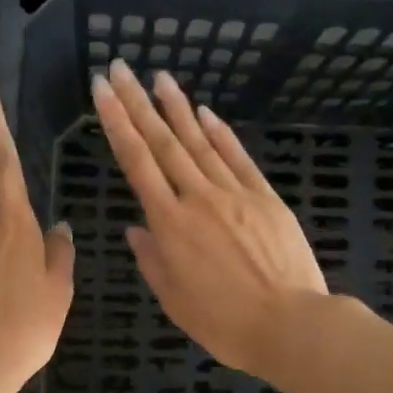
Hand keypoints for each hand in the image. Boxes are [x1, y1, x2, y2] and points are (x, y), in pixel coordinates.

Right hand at [92, 58, 326, 378]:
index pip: (136, 161)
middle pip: (163, 141)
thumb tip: (135, 228)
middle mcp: (197, 197)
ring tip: (159, 77)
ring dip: (177, 107)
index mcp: (169, 224)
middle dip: (138, 102)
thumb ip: (151, 259)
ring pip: (199, 142)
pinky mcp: (265, 197)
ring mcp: (234, 193)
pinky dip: (219, 133)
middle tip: (120, 68)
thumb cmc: (224, 322)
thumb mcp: (174, 298)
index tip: (103, 90)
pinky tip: (205, 112)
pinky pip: (237, 157)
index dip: (117, 122)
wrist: (290, 324)